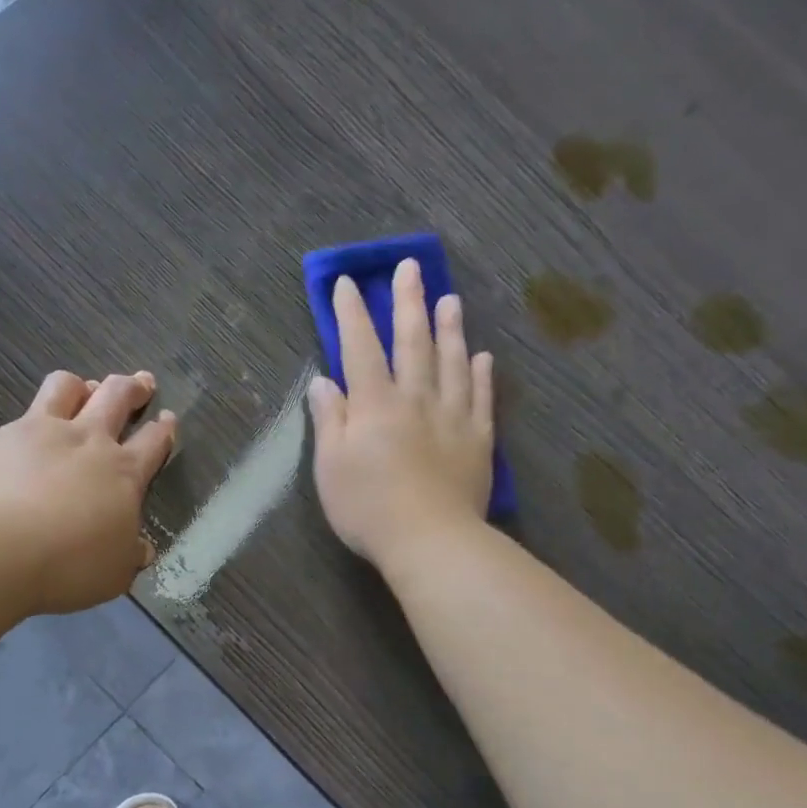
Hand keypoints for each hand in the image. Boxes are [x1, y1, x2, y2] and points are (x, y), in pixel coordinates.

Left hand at [0, 369, 176, 614]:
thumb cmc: (69, 566)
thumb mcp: (114, 573)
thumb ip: (128, 556)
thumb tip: (141, 549)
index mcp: (123, 473)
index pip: (153, 441)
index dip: (164, 429)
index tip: (167, 419)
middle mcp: (88, 441)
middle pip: (117, 396)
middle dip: (133, 387)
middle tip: (141, 383)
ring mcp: (42, 432)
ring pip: (66, 386)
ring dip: (81, 385)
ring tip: (83, 390)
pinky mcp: (1, 438)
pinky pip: (22, 416)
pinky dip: (32, 422)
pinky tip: (25, 440)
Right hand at [308, 259, 494, 569]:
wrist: (429, 540)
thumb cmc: (368, 508)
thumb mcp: (330, 467)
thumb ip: (329, 420)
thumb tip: (323, 381)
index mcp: (374, 405)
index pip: (360, 348)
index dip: (352, 314)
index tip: (348, 284)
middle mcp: (415, 399)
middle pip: (412, 342)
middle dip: (408, 303)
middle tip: (411, 267)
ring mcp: (452, 417)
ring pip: (452, 362)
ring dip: (450, 328)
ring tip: (450, 299)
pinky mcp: (478, 440)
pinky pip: (481, 398)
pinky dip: (481, 374)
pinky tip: (482, 357)